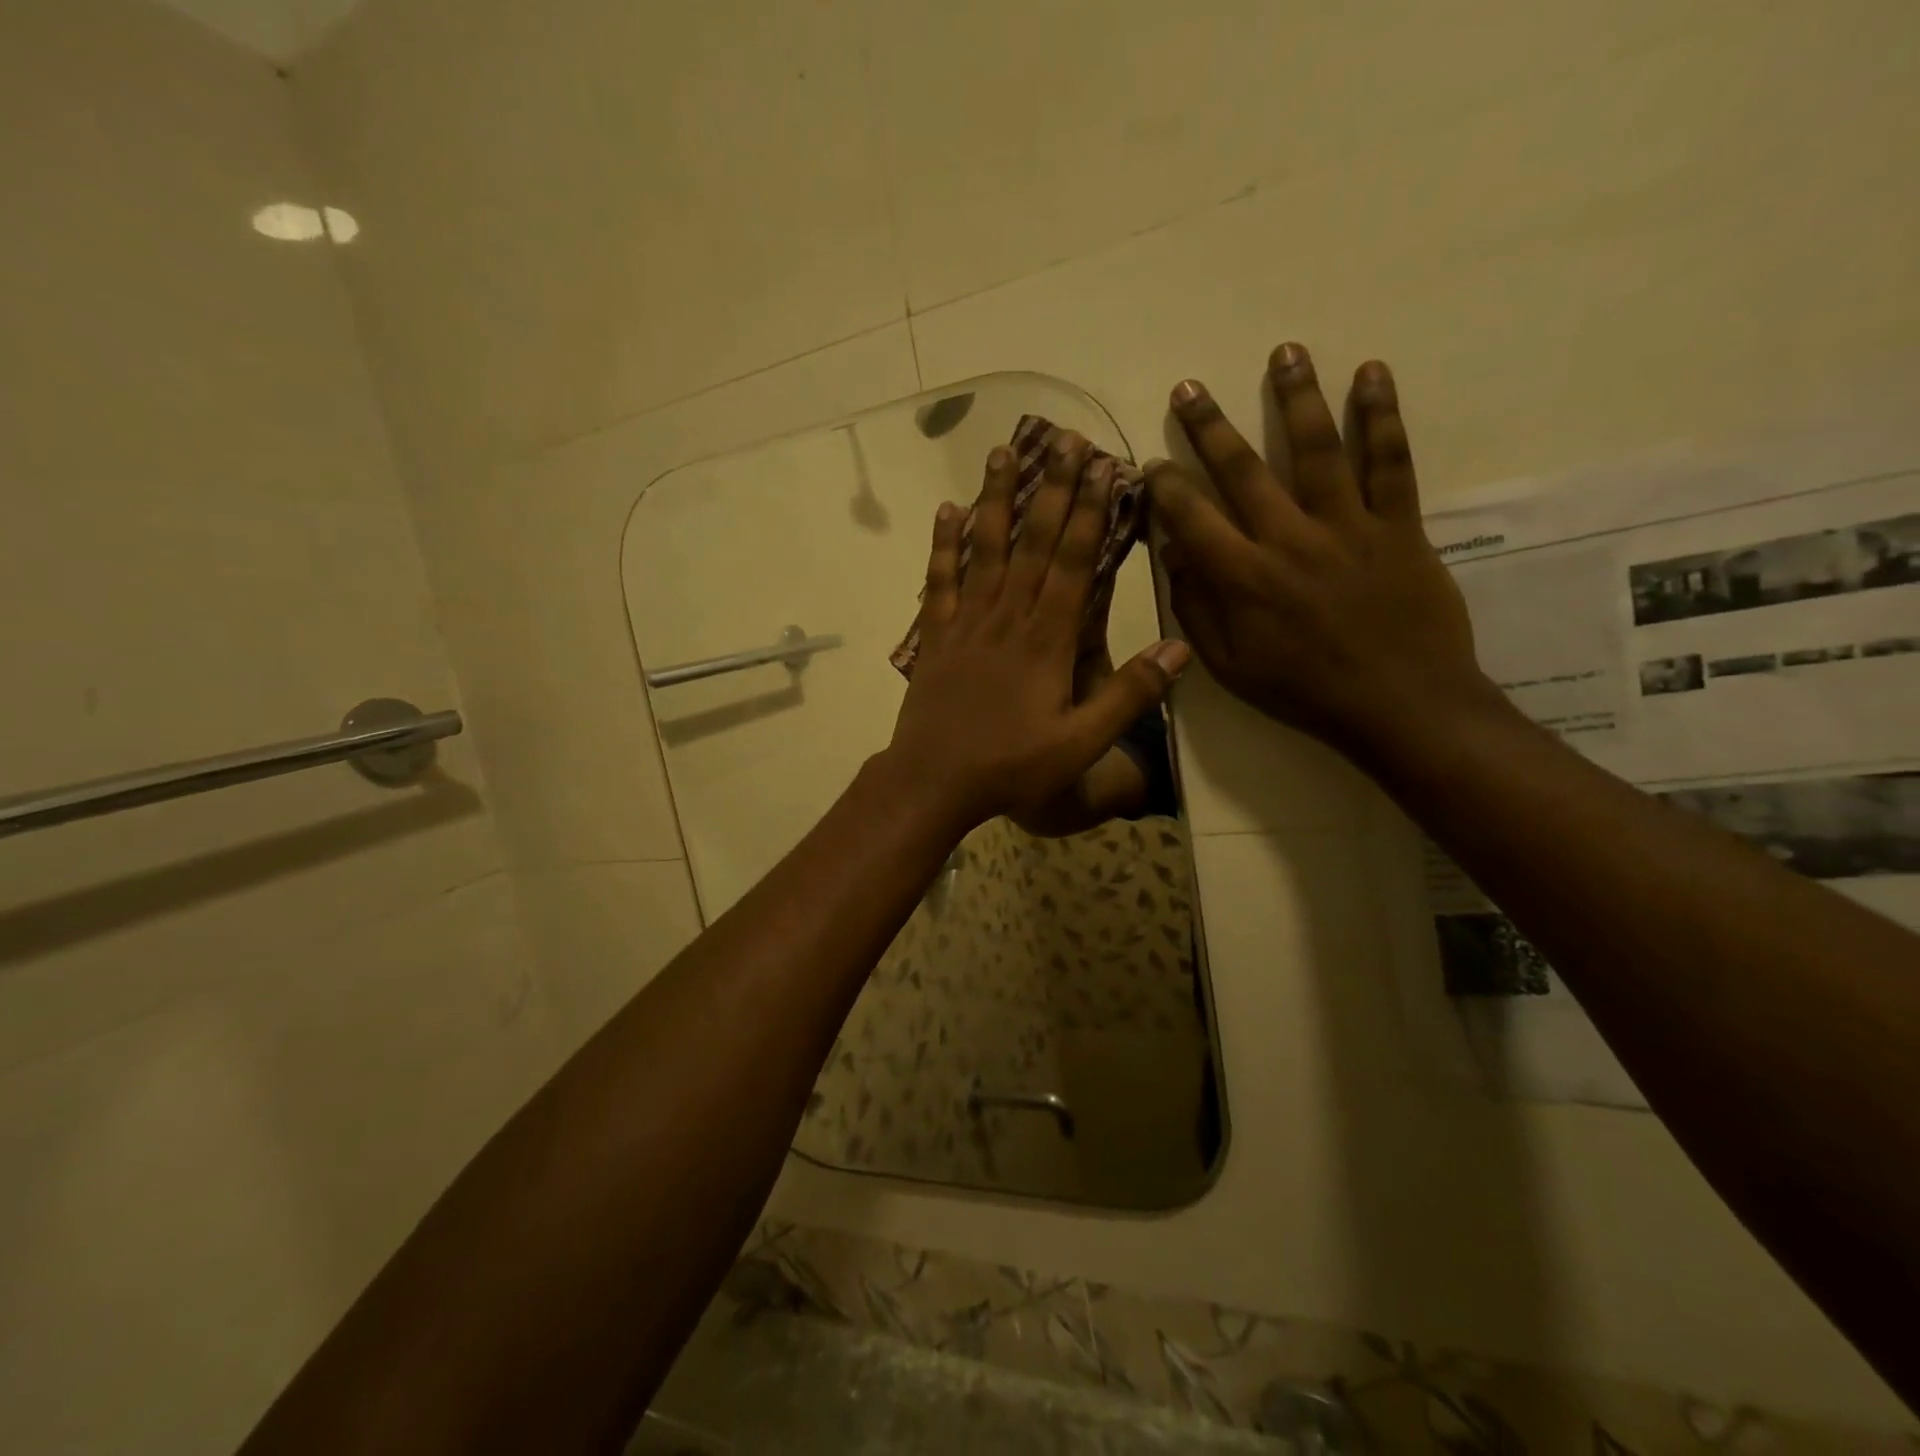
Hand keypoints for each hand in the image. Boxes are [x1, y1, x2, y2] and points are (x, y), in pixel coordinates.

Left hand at [882, 432, 1190, 834]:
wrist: (933, 780)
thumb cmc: (1011, 766)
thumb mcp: (1081, 742)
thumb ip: (1130, 694)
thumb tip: (1180, 647)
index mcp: (1045, 639)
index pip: (1072, 562)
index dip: (1088, 511)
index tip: (1102, 466)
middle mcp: (1006, 617)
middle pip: (1032, 542)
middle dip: (1052, 488)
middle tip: (1064, 437)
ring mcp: (965, 622)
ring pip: (984, 549)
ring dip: (996, 499)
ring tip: (1003, 452)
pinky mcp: (935, 637)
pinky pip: (939, 580)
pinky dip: (943, 544)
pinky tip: (946, 511)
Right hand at [1148, 344, 1490, 762]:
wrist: (1400, 706)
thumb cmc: (1303, 692)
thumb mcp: (1229, 667)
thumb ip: (1196, 609)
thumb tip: (1174, 556)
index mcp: (1243, 578)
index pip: (1190, 516)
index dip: (1165, 485)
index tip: (1151, 463)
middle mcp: (1288, 539)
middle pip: (1242, 469)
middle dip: (1208, 426)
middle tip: (1188, 387)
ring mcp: (1347, 526)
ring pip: (1317, 449)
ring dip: (1296, 397)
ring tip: (1283, 351)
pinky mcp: (1398, 525)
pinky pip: (1390, 462)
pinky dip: (1381, 415)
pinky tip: (1371, 373)